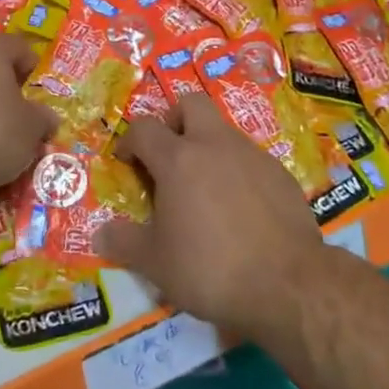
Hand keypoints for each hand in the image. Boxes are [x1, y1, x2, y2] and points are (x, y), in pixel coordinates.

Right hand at [96, 94, 326, 335]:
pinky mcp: (282, 174)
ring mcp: (253, 156)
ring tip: (204, 190)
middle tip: (168, 156)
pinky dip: (238, 172)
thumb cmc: (210, 268)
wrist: (288, 285)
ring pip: (223, 130)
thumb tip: (100, 234)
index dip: (130, 140)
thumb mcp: (155, 263)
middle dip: (174, 120)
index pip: (144, 128)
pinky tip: (240, 209)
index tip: (127, 162)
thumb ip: (124, 242)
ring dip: (208, 147)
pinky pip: (251, 159)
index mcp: (178, 159)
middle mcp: (215, 145)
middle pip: (191, 104)